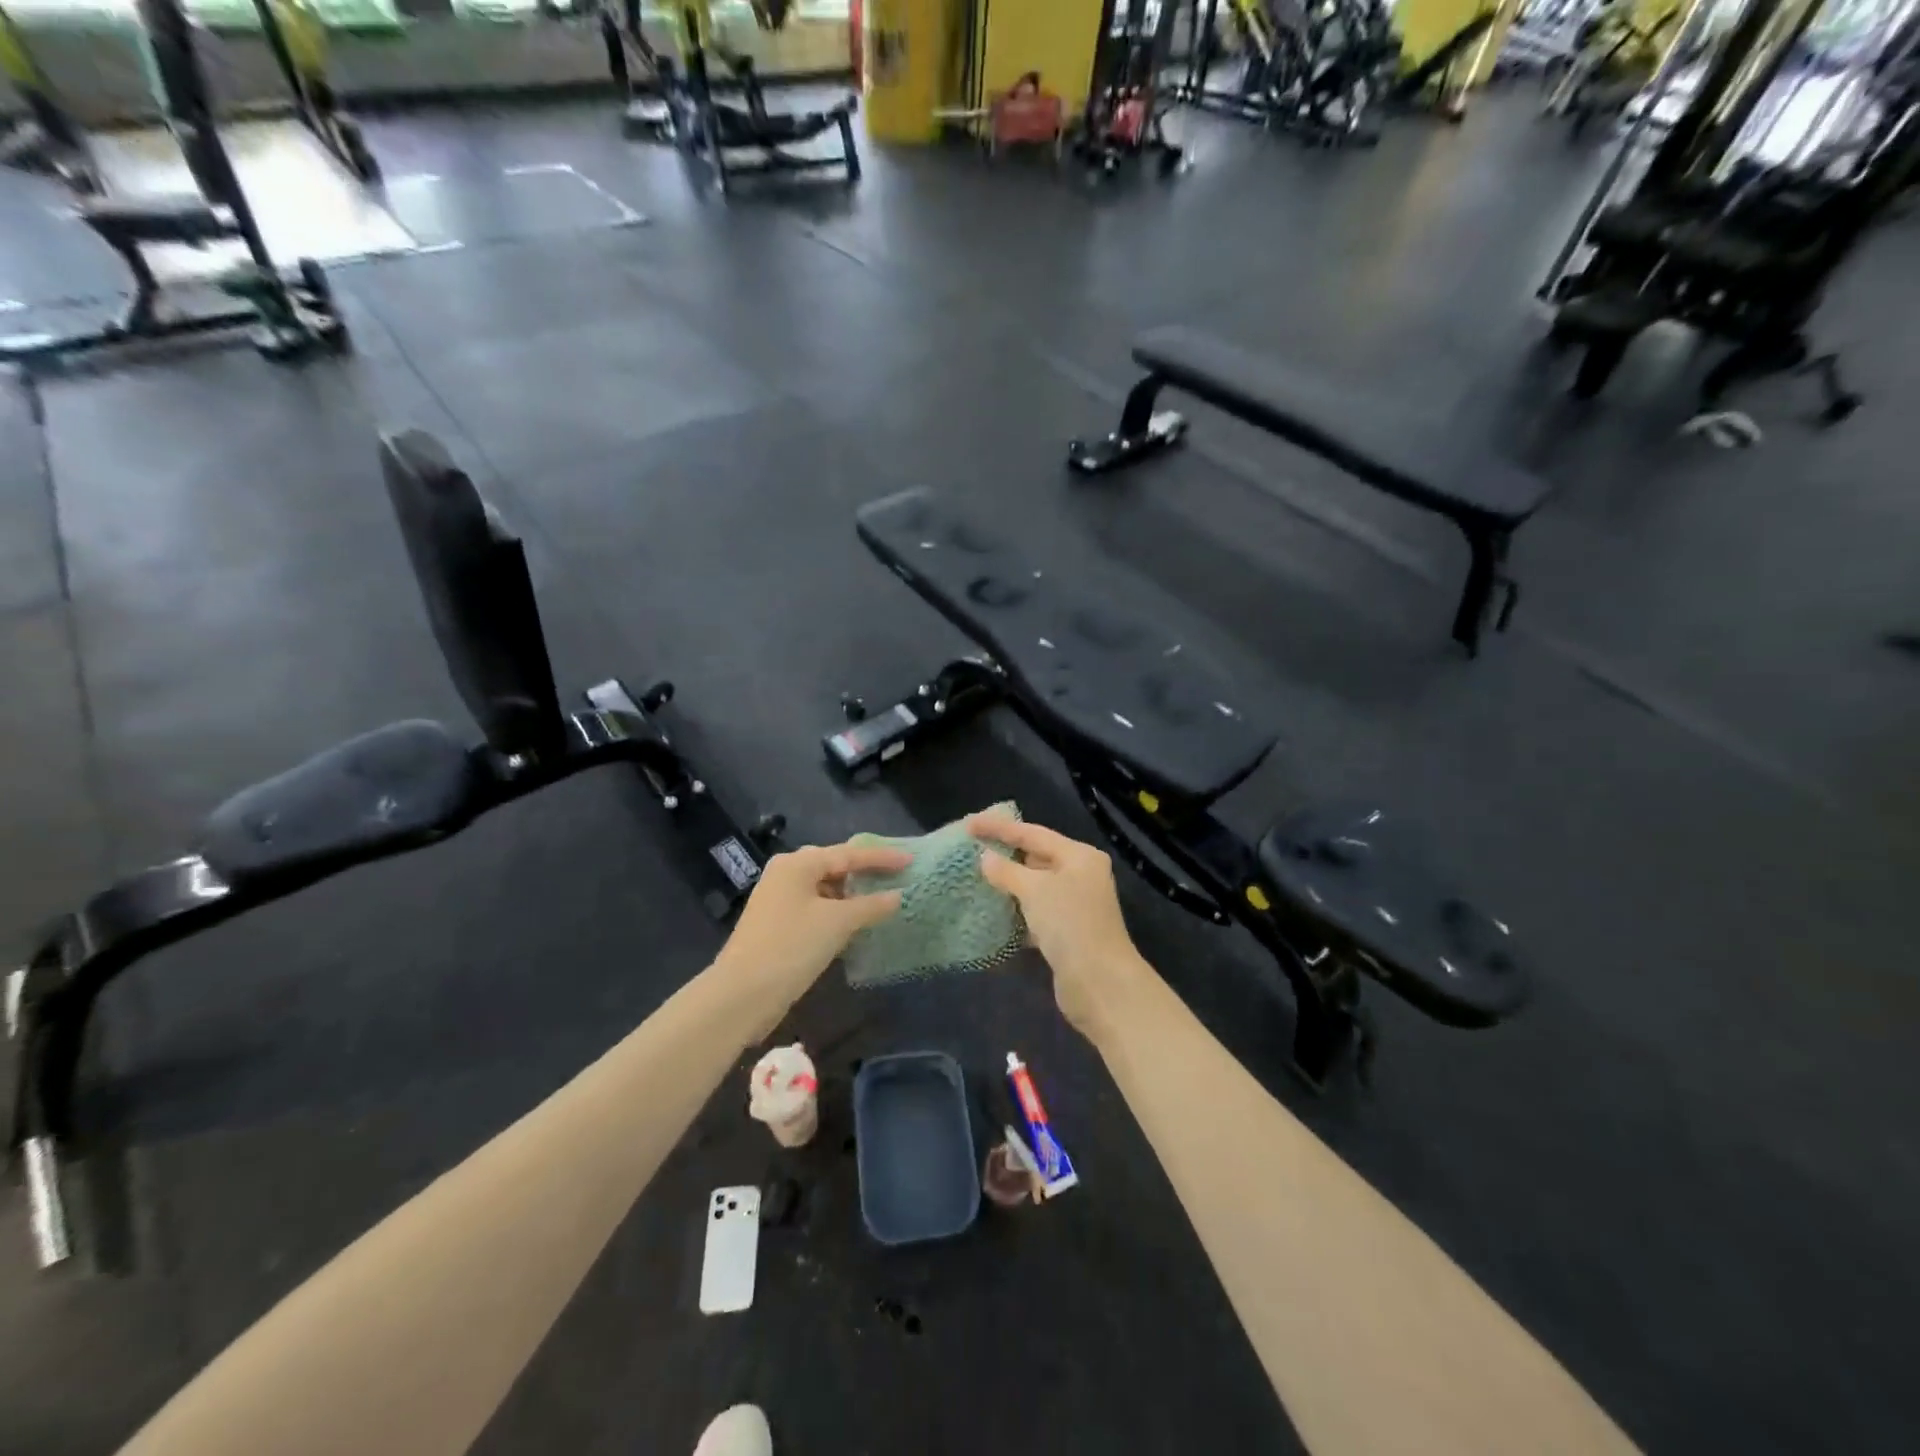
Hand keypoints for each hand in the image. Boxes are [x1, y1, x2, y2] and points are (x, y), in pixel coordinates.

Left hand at [712, 841, 908, 1026]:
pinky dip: (837, 912)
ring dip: (851, 895)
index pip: (848, 854)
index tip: (910, 861)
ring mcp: (778, 900)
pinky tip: (854, 924)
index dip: (882, 857)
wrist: (741, 994)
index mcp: (797, 864)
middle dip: (865, 872)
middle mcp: (785, 874)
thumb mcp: (838, 923)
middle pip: (833, 866)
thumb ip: (871, 906)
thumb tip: (897, 896)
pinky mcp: (776, 925)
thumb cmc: (792, 947)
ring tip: (881, 900)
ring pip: (824, 889)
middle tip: (896, 876)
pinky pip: (815, 908)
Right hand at [970, 814, 1151, 1039]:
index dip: (999, 828)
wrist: (1100, 983)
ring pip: (1036, 887)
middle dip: (1005, 854)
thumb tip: (985, 857)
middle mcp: (1081, 875)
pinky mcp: (1068, 932)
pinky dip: (1018, 910)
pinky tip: (995, 911)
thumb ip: (1007, 871)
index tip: (969, 824)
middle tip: (971, 849)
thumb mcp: (1034, 891)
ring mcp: (1076, 905)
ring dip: (1010, 884)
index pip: (1033, 833)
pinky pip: (1037, 912)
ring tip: (977, 877)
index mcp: (1079, 856)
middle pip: (1037, 857)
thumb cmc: (1069, 924)